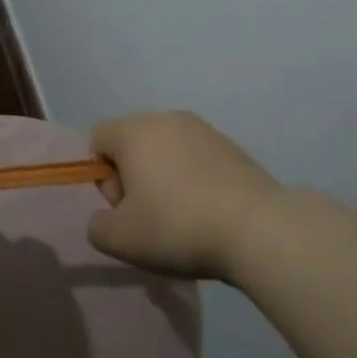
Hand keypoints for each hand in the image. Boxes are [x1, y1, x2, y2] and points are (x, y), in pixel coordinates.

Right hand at [88, 111, 281, 282]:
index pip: (98, 139)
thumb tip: (107, 217)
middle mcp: (165, 118)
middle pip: (132, 143)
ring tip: (182, 216)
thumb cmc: (177, 226)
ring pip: (166, 150)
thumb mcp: (121, 239)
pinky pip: (197, 158)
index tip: (124, 207)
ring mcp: (203, 129)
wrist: (258, 228)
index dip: (102, 176)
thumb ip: (98, 226)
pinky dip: (194, 179)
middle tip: (150, 215)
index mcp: (133, 131)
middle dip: (133, 176)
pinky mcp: (232, 146)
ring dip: (164, 177)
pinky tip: (209, 211)